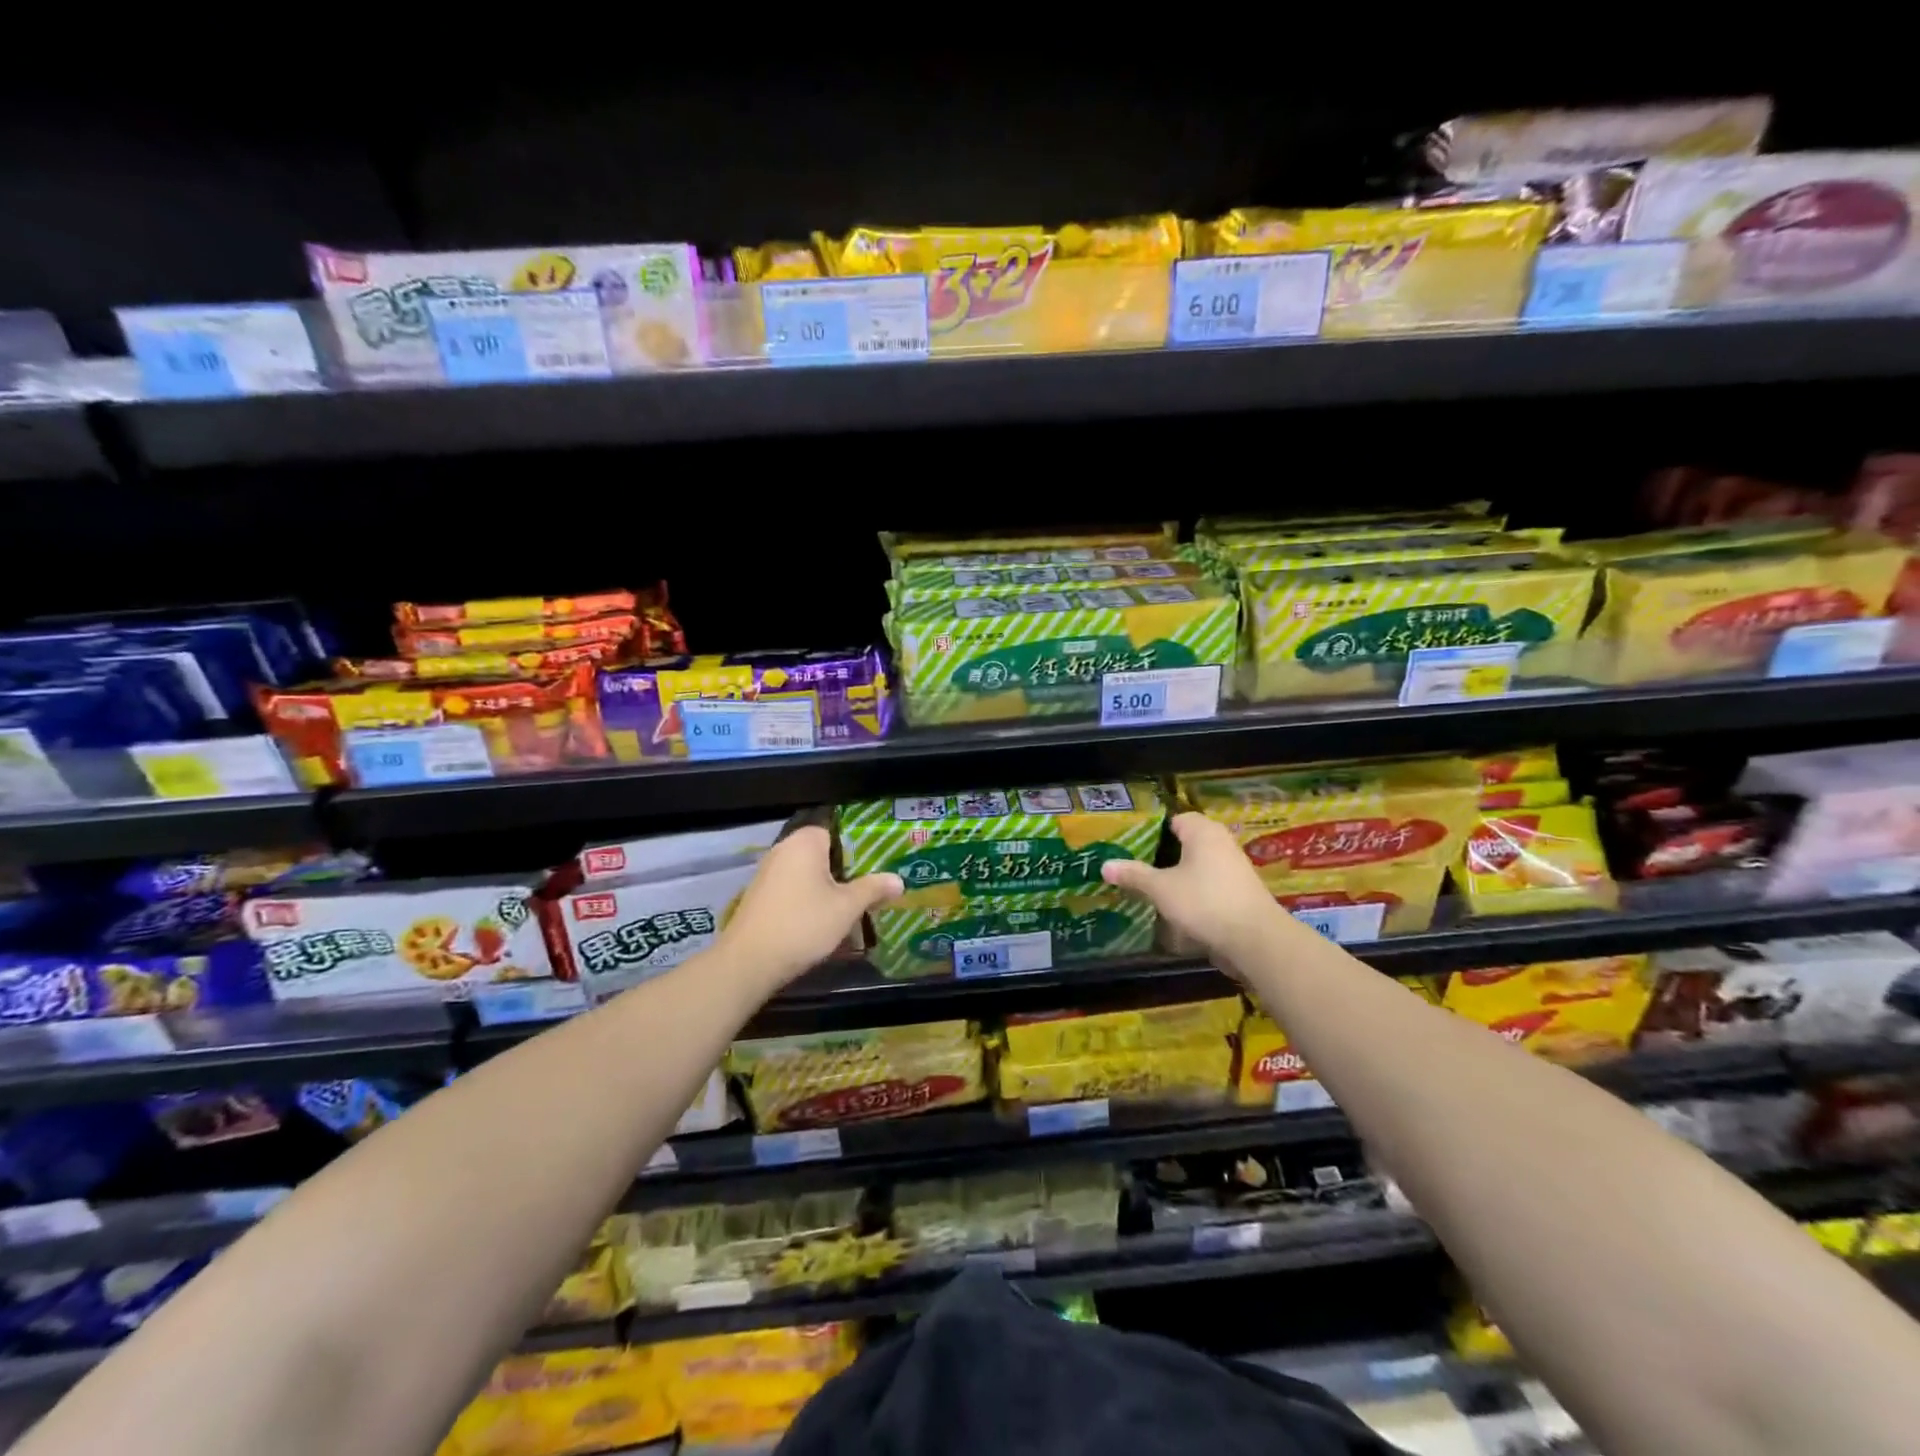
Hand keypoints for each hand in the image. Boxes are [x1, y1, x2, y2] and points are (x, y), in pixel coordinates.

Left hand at [717, 826, 901, 987]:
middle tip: (871, 888)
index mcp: (805, 842)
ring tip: (852, 907)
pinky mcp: (760, 896)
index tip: (877, 866)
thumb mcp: (846, 907)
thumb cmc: (803, 924)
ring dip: (827, 888)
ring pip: (808, 874)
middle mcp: (783, 849)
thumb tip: (898, 880)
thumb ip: (873, 889)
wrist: (749, 962)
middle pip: (823, 853)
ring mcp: (768, 873)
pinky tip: (823, 921)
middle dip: (846, 871)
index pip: (838, 831)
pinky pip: (793, 889)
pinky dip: (809, 900)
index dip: (859, 848)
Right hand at [1101, 812, 1289, 968]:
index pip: (1174, 819)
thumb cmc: (1204, 902)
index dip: (1152, 831)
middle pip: (1186, 844)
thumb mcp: (1161, 889)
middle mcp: (1221, 844)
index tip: (1131, 845)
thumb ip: (1133, 875)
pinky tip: (1175, 910)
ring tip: (1150, 889)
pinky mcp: (1239, 894)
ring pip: (1198, 867)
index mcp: (1203, 831)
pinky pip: (1209, 887)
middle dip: (1162, 856)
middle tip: (1135, 867)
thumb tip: (1104, 865)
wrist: (1255, 940)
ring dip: (1178, 877)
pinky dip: (1193, 894)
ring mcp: (1234, 869)